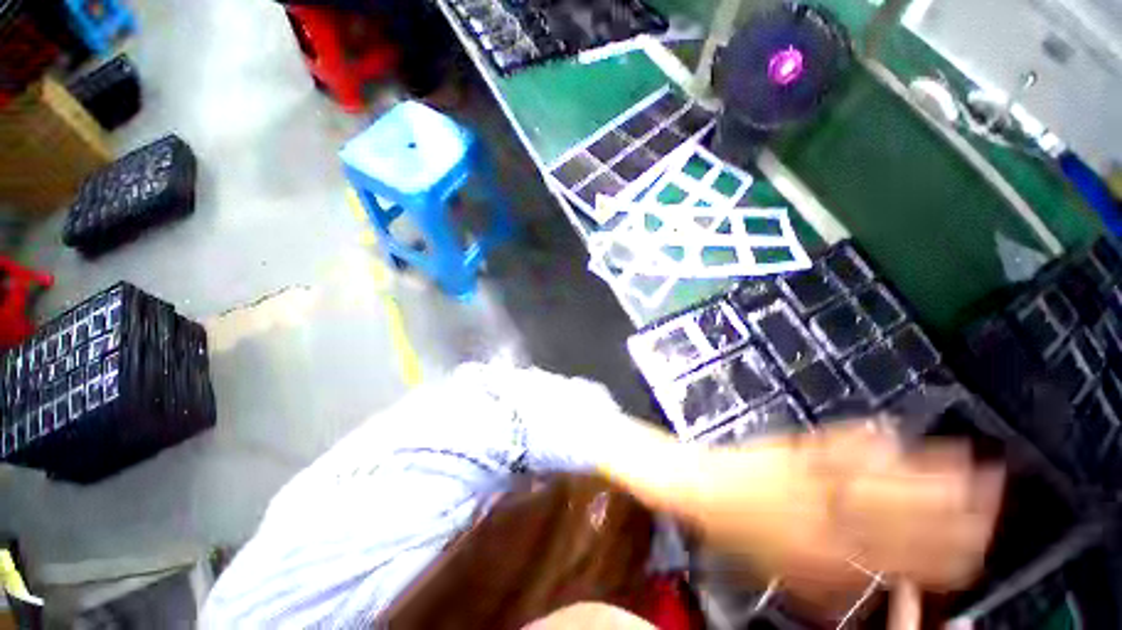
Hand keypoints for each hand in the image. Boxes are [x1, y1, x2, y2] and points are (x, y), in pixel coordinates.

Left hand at [654, 422, 1003, 601]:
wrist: (701, 491)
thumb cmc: (741, 537)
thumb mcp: (791, 578)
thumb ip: (839, 584)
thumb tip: (887, 585)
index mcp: (832, 555)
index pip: (908, 559)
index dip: (950, 551)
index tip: (982, 542)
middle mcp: (830, 515)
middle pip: (907, 514)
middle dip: (957, 505)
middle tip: (995, 489)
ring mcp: (811, 475)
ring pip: (881, 475)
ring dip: (927, 467)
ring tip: (967, 456)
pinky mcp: (792, 448)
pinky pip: (835, 443)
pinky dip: (866, 437)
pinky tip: (890, 429)